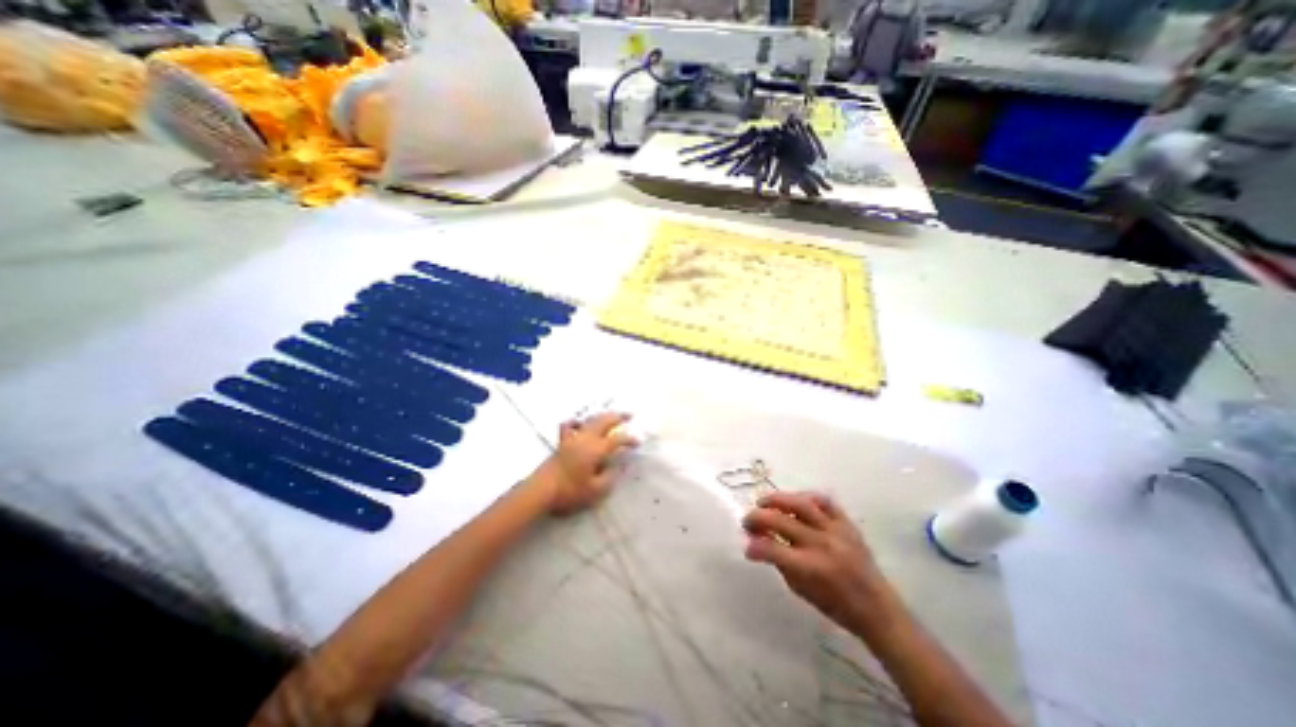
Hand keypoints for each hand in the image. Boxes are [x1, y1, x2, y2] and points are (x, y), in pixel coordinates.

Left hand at [535, 416, 639, 515]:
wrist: (541, 490)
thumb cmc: (570, 492)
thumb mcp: (595, 490)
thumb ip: (609, 477)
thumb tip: (617, 467)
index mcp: (596, 449)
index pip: (617, 439)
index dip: (629, 439)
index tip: (638, 442)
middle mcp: (586, 439)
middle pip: (604, 421)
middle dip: (618, 416)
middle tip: (630, 415)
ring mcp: (573, 438)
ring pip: (590, 420)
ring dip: (602, 416)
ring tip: (611, 415)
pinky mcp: (562, 442)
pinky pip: (570, 425)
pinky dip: (577, 421)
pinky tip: (580, 424)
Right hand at [746, 490, 887, 634]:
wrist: (876, 607)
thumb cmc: (835, 605)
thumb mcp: (801, 590)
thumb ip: (779, 562)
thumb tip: (758, 541)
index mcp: (810, 568)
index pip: (772, 548)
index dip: (754, 545)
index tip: (746, 544)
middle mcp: (821, 544)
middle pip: (780, 520)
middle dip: (757, 518)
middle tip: (748, 521)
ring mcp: (835, 530)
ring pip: (800, 503)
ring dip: (776, 499)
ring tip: (764, 502)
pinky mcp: (846, 522)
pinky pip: (823, 501)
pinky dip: (805, 497)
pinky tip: (794, 501)